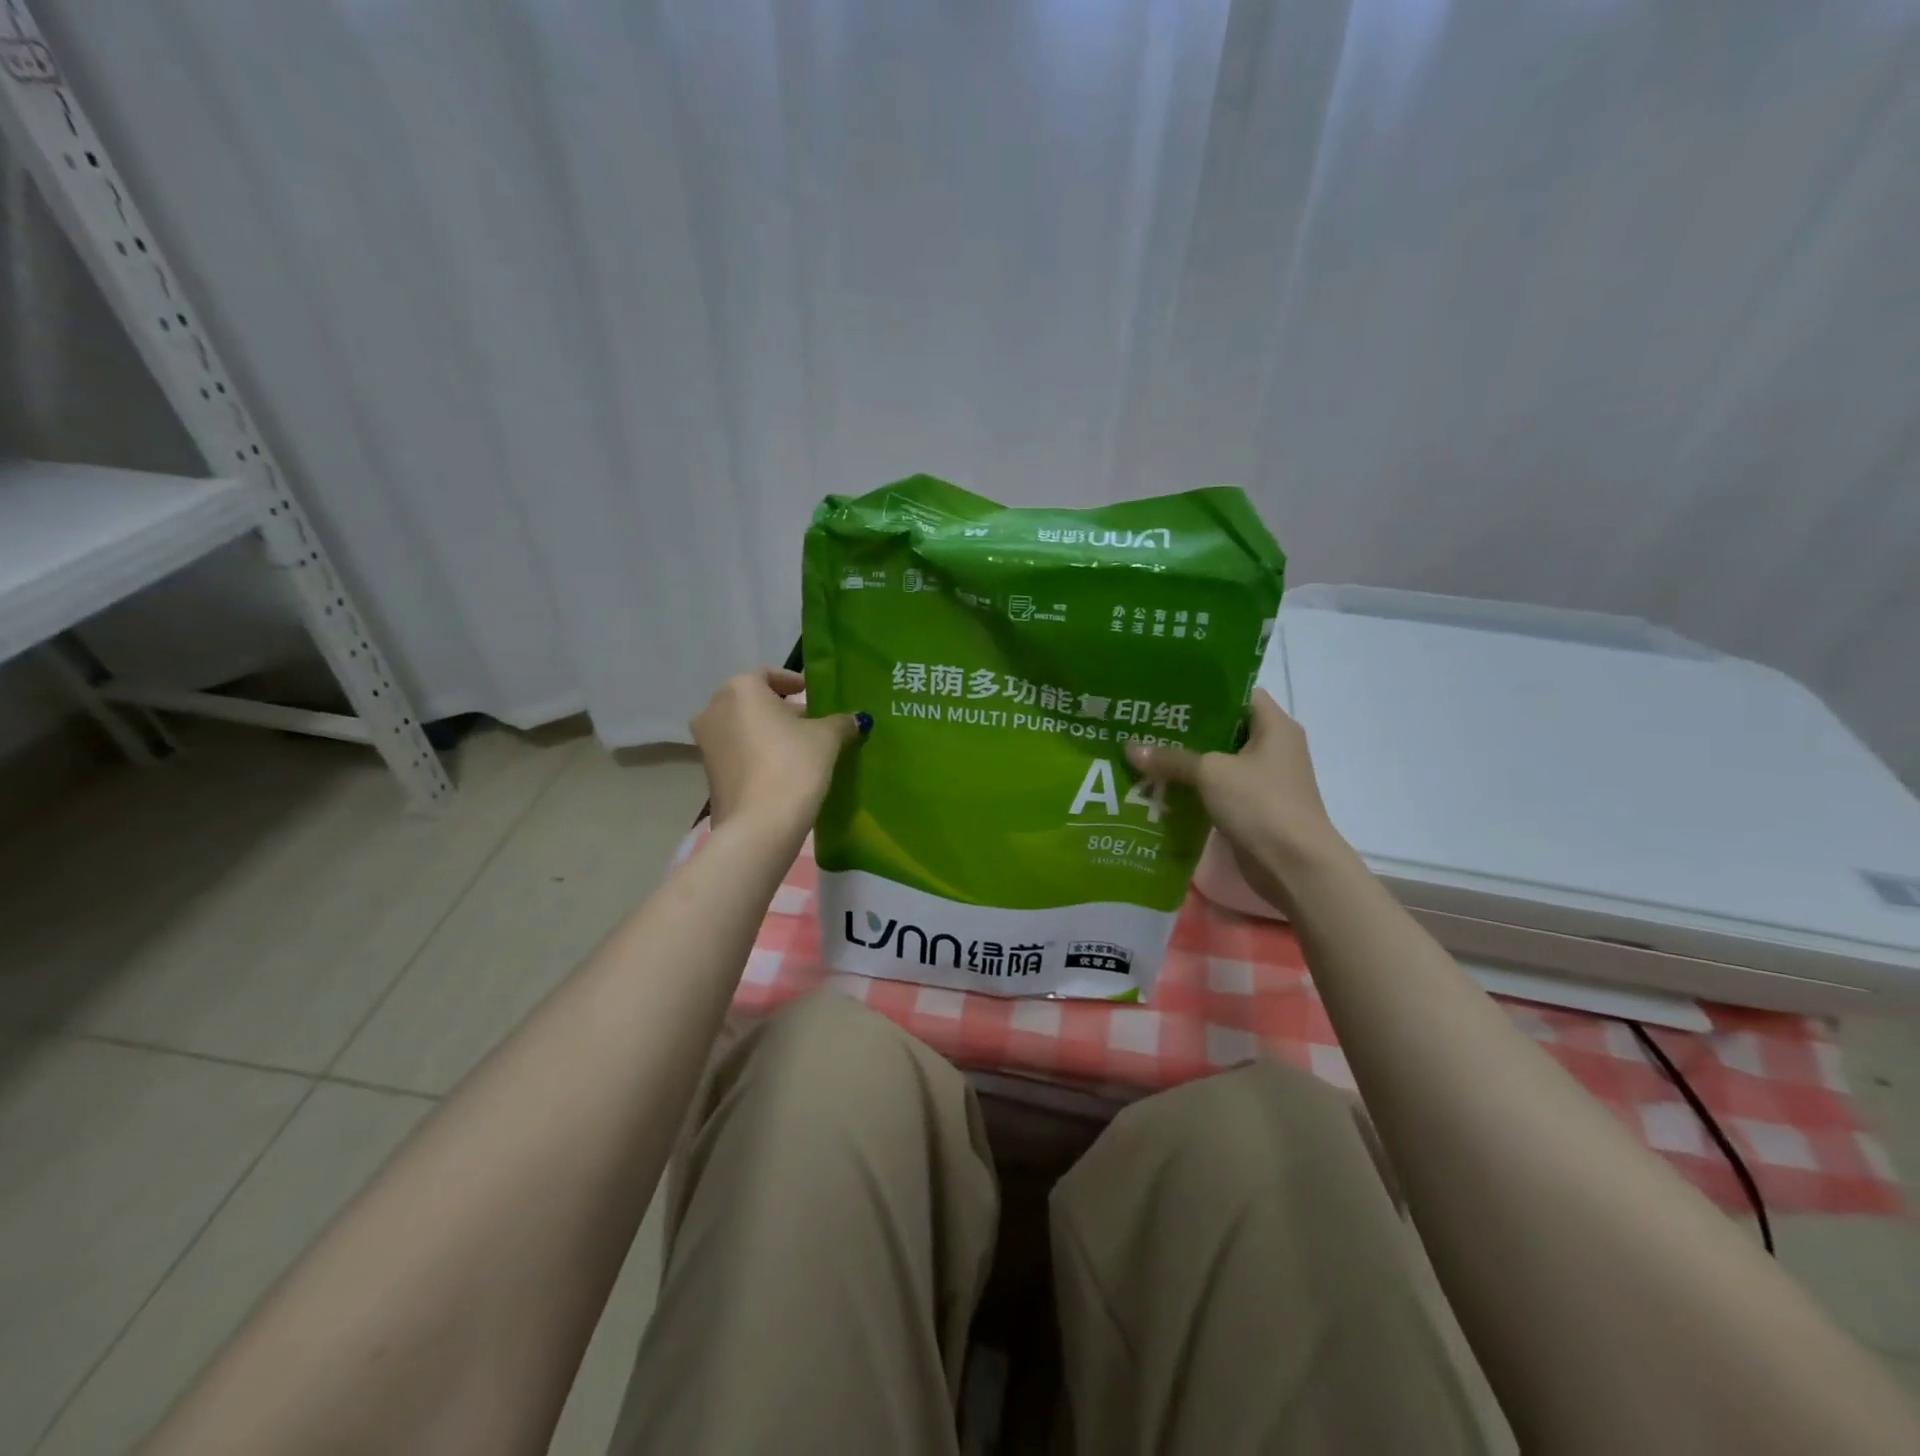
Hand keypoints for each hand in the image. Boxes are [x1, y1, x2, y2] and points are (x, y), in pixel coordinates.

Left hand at [692, 669, 867, 832]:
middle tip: (813, 723)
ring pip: (744, 727)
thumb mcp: (827, 738)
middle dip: (783, 710)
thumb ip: (841, 722)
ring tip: (802, 748)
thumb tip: (855, 720)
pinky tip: (784, 768)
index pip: (768, 674)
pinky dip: (758, 752)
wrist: (760, 825)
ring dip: (770, 732)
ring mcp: (706, 743)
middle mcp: (714, 709)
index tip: (812, 693)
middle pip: (754, 701)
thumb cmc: (793, 765)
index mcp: (740, 689)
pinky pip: (738, 751)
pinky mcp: (709, 773)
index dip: (792, 682)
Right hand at [1124, 689, 1342, 911]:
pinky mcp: (1253, 807)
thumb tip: (1130, 748)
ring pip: (1218, 761)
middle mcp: (1273, 748)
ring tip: (1145, 752)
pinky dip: (1193, 788)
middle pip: (1224, 728)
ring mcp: (1264, 780)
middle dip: (1186, 728)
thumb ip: (1172, 758)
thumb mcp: (1211, 773)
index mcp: (1274, 727)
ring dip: (1186, 761)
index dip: (1205, 690)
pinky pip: (1217, 789)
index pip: (1239, 693)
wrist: (1295, 866)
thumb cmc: (1261, 804)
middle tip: (1146, 722)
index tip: (1168, 692)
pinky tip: (1160, 787)